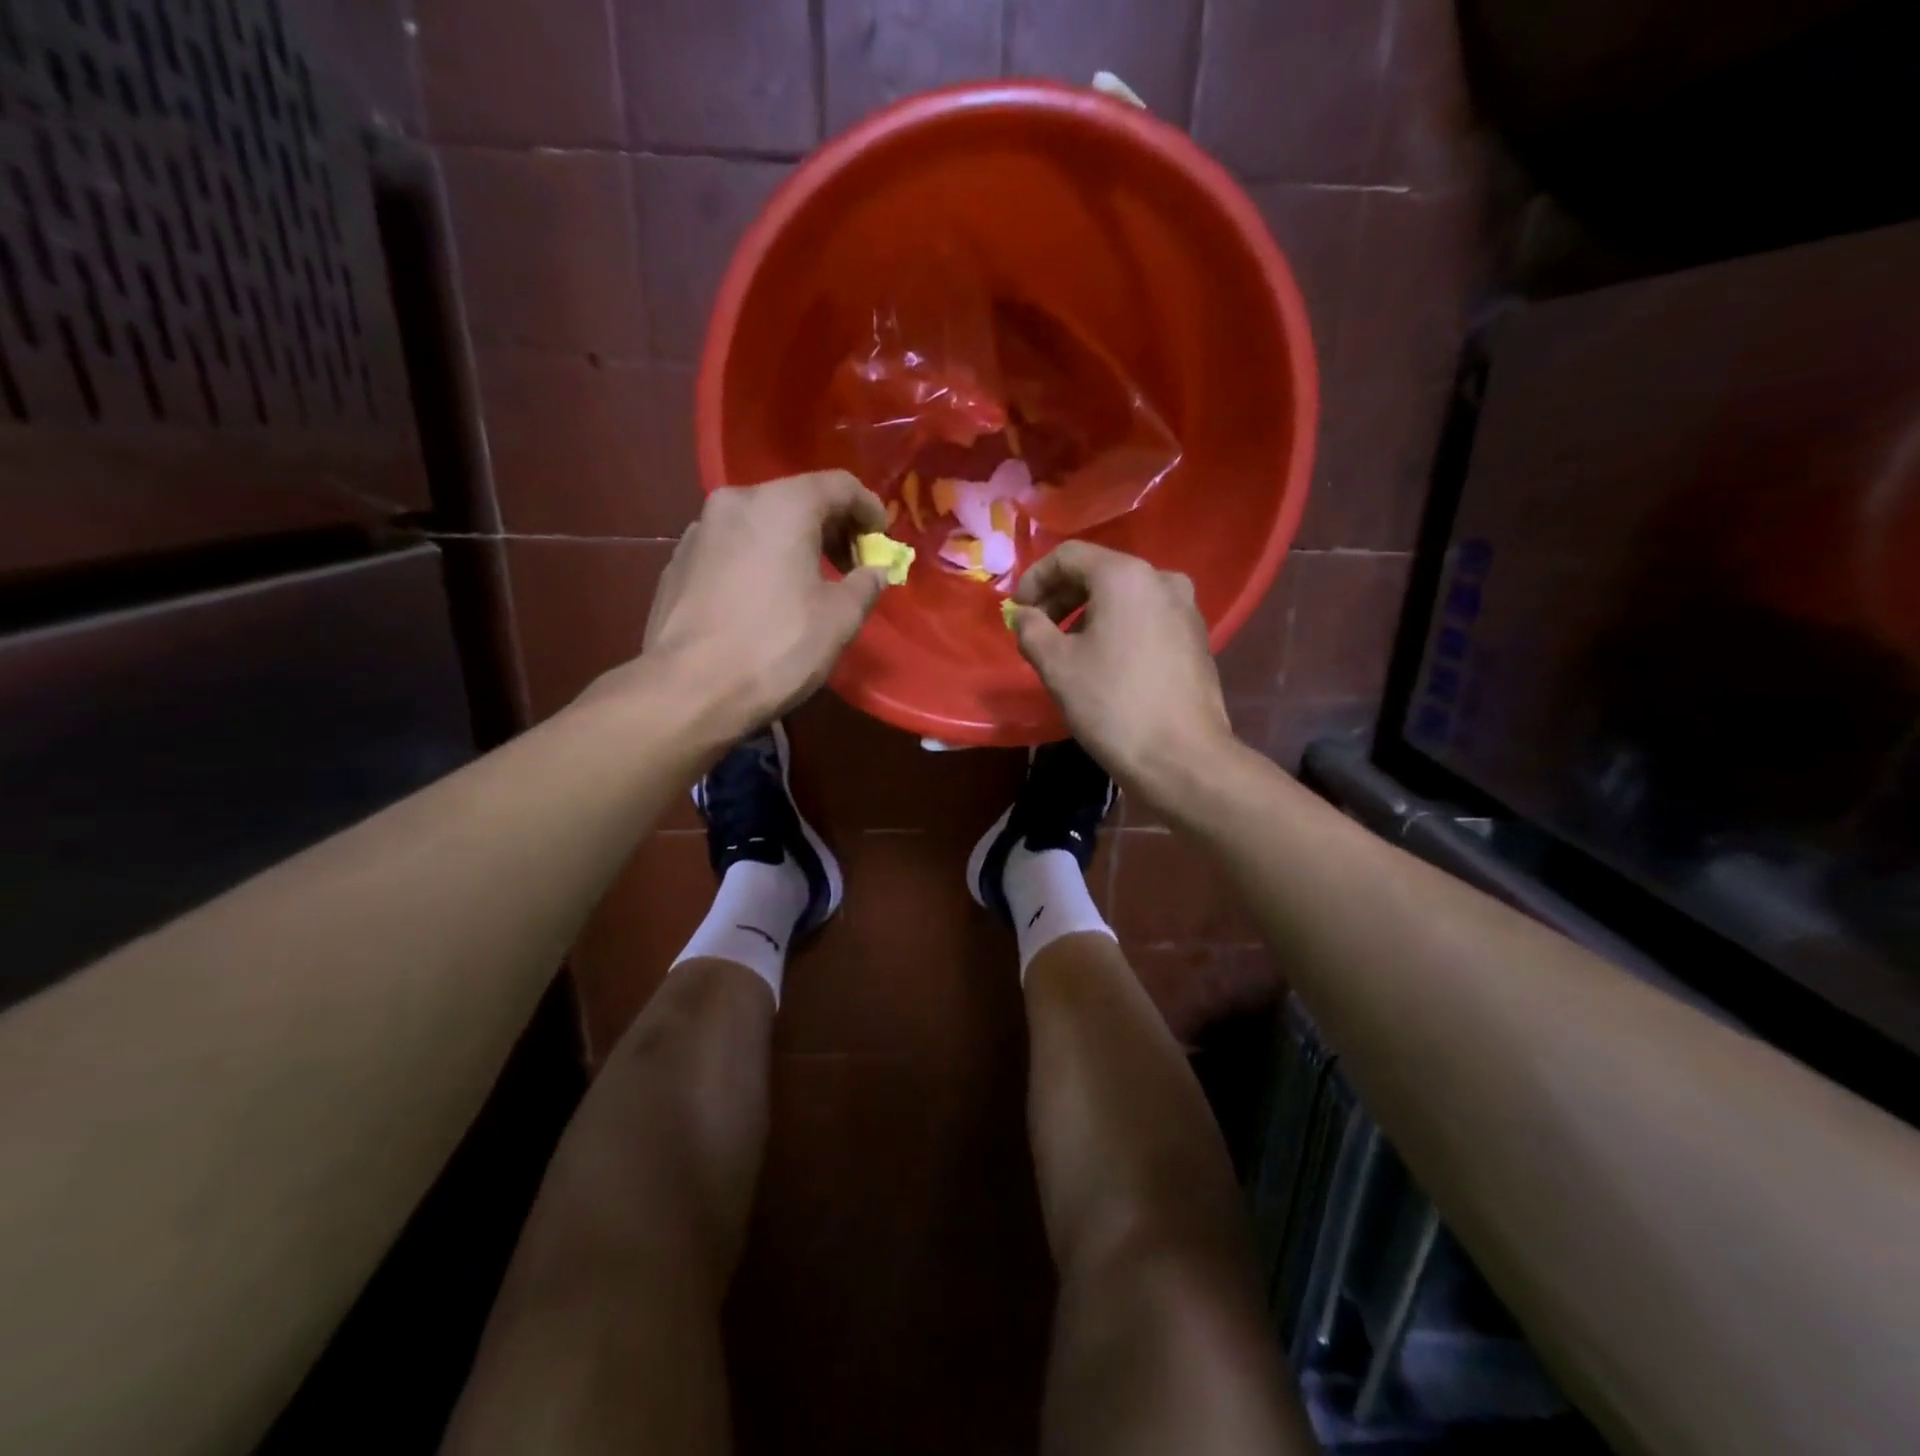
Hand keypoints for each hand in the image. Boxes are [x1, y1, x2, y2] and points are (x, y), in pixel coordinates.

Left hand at [603, 471, 889, 740]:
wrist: (689, 689)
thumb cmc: (776, 647)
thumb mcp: (839, 619)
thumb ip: (866, 585)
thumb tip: (875, 572)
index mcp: (782, 505)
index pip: (840, 485)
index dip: (870, 509)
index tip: (882, 541)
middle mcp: (736, 502)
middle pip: (797, 499)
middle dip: (832, 528)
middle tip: (851, 565)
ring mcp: (700, 530)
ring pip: (761, 523)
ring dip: (793, 544)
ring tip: (809, 584)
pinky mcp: (678, 561)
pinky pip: (733, 548)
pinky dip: (759, 559)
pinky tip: (765, 600)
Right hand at [1008, 541, 1234, 799]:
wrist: (1181, 757)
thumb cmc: (1112, 704)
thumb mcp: (1056, 665)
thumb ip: (1031, 629)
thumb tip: (1023, 615)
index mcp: (1126, 576)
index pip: (1068, 556)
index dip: (1034, 579)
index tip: (1017, 612)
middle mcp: (1161, 579)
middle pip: (1099, 573)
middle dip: (1061, 598)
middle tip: (1037, 631)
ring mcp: (1185, 609)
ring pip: (1124, 597)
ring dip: (1087, 615)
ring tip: (1066, 651)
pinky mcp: (1195, 638)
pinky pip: (1146, 618)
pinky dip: (1117, 629)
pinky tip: (1103, 663)